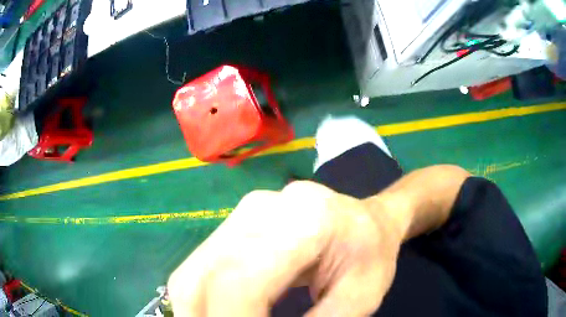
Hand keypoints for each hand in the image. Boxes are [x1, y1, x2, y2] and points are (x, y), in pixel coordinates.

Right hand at [167, 181, 406, 316]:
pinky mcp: (232, 224)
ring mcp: (240, 214)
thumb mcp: (360, 300)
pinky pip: (197, 269)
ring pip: (190, 274)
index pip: (238, 283)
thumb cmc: (372, 255)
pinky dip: (200, 301)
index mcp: (303, 222)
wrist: (367, 219)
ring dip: (196, 313)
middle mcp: (258, 210)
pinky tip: (218, 315)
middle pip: (200, 279)